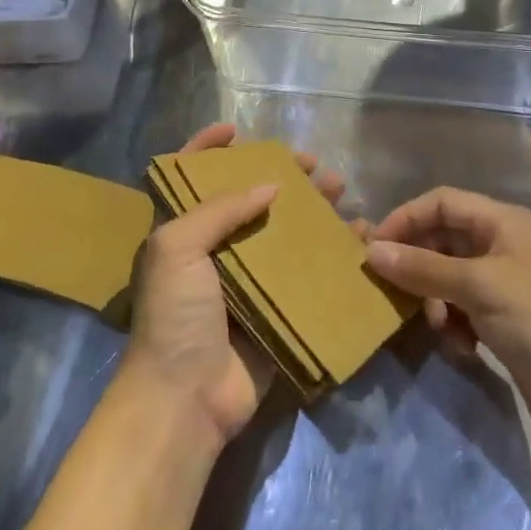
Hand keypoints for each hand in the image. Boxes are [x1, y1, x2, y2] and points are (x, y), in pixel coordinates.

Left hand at [121, 123, 349, 447]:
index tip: (236, 130)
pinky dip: (330, 254)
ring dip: (311, 209)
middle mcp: (212, 252)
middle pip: (249, 200)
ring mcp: (245, 283)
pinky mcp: (274, 310)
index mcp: (181, 233)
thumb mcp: (179, 248)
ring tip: (341, 190)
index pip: (189, 178)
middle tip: (314, 164)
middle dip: (281, 176)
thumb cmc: (174, 315)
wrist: (185, 400)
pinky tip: (356, 238)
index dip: (205, 149)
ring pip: (283, 232)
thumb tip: (271, 186)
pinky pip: (304, 273)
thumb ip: (221, 208)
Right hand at [366, 188, 530, 451]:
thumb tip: (371, 251)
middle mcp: (500, 245)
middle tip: (391, 292)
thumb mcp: (478, 287)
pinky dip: (453, 325)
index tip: (374, 248)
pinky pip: (460, 310)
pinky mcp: (502, 322)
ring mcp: (501, 285)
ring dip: (435, 301)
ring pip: (447, 278)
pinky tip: (461, 348)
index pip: (441, 202)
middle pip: (442, 240)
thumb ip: (423, 267)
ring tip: (438, 327)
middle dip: (418, 265)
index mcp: (501, 222)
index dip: (406, 219)